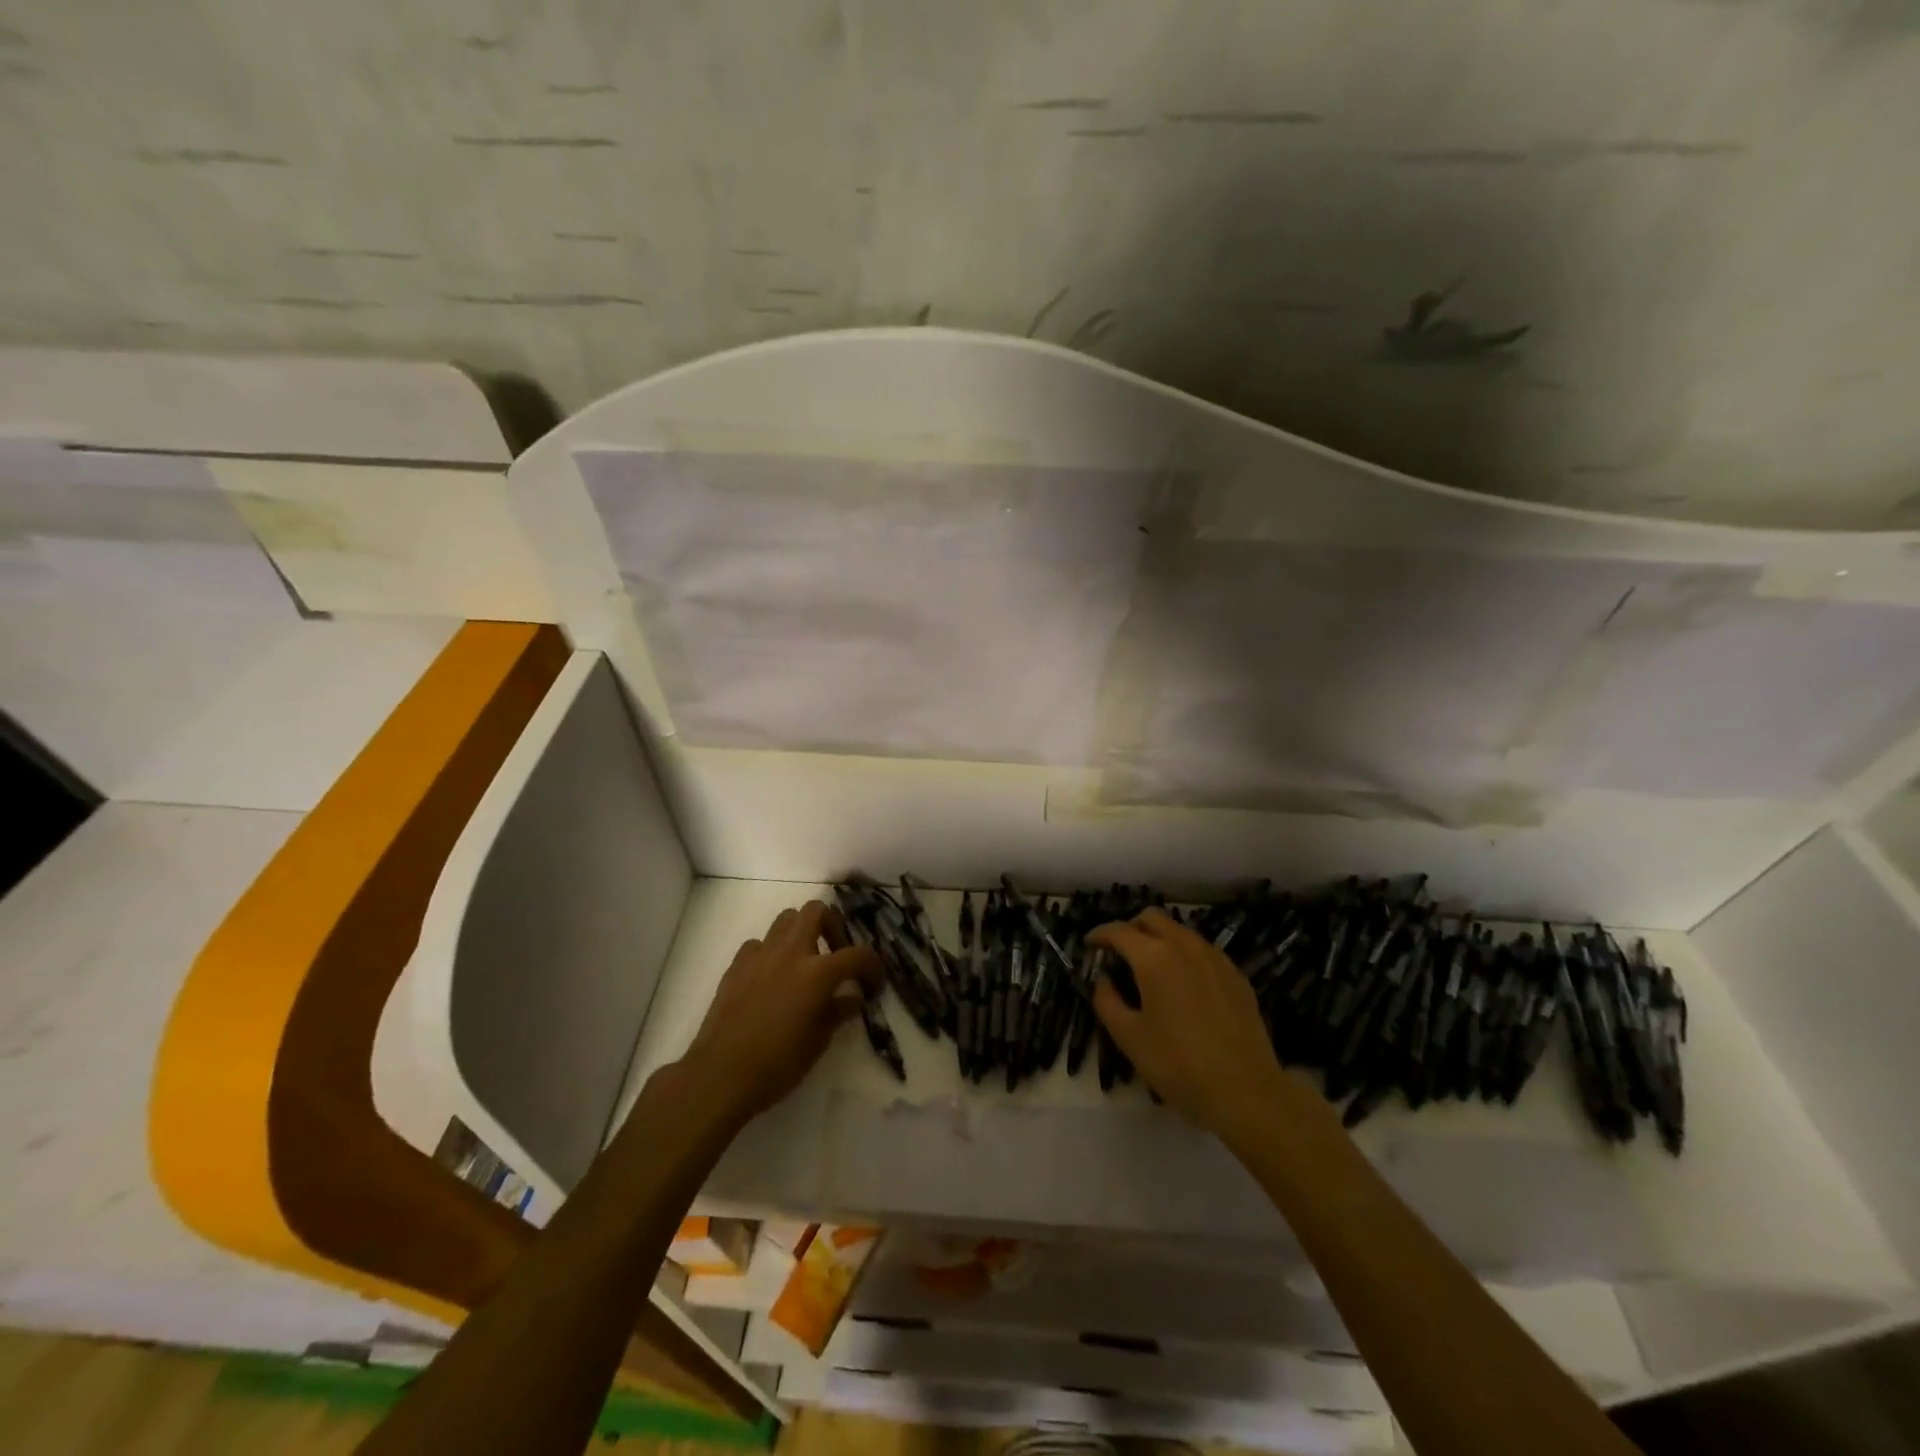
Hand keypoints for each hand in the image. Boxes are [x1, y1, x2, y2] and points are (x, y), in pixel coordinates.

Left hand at [676, 901, 882, 1128]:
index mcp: (817, 973)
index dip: (873, 966)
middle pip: (817, 911)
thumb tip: (853, 996)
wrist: (720, 1075)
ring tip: (805, 961)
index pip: (858, 954)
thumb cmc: (777, 1065)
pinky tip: (772, 976)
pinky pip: (760, 943)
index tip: (873, 983)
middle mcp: (791, 952)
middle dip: (833, 926)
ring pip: (787, 918)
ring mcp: (760, 955)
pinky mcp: (736, 964)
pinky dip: (772, 951)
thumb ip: (838, 1011)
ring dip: (802, 932)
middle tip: (836, 953)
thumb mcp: (818, 1042)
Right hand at [1089, 908, 1295, 1136]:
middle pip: (1152, 918)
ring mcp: (1215, 958)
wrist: (1245, 1090)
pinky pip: (1202, 950)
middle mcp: (1185, 945)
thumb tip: (1103, 980)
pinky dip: (1184, 955)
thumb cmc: (1178, 1064)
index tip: (1089, 944)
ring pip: (1180, 931)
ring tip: (1151, 967)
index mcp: (1154, 957)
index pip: (1119, 931)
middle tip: (1119, 952)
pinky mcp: (1236, 975)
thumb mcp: (1129, 1037)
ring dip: (1159, 938)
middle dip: (1131, 928)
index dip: (1099, 935)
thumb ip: (1107, 1001)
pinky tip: (1183, 984)